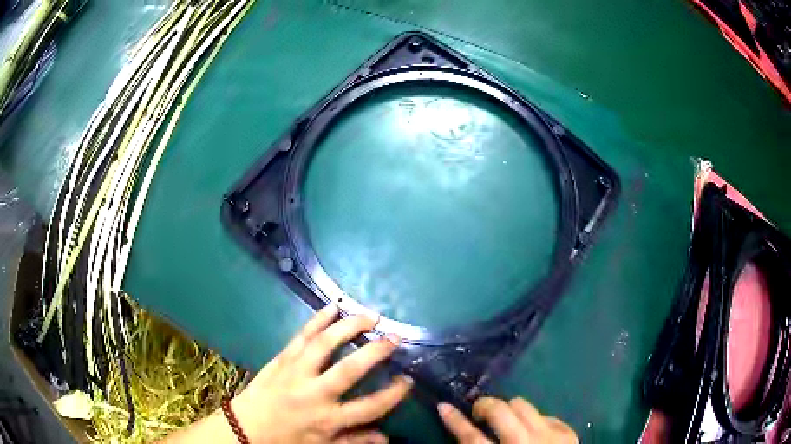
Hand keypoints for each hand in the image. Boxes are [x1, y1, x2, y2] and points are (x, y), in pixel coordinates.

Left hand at [231, 304, 412, 442]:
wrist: (244, 428)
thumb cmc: (286, 439)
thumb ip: (353, 441)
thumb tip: (386, 438)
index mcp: (327, 419)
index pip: (370, 406)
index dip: (393, 393)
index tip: (408, 380)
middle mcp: (314, 393)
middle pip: (349, 369)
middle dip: (375, 351)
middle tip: (395, 337)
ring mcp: (296, 372)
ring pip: (325, 344)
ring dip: (349, 327)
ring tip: (370, 316)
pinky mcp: (282, 359)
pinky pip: (301, 336)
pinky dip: (317, 319)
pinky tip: (332, 307)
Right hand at [438, 397, 577, 442]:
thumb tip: (465, 435)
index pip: (471, 437)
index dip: (455, 421)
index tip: (443, 406)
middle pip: (499, 411)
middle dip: (484, 405)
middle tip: (478, 414)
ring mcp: (550, 436)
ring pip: (522, 405)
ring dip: (509, 410)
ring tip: (507, 422)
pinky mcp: (567, 433)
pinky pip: (544, 414)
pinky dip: (533, 421)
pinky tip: (533, 433)